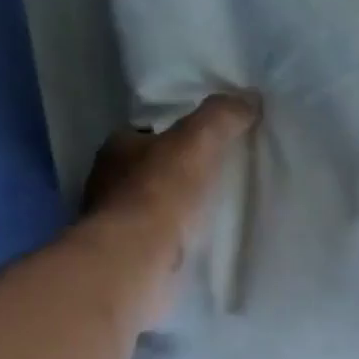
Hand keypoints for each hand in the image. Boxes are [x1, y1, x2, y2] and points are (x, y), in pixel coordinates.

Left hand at [82, 91, 260, 318]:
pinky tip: (197, 248)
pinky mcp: (128, 259)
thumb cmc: (161, 194)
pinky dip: (174, 244)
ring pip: (150, 211)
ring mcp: (115, 225)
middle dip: (175, 177)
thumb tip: (250, 98)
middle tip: (213, 182)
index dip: (174, 138)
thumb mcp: (198, 142)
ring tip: (211, 217)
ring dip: (174, 214)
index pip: (146, 135)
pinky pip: (157, 244)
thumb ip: (221, 117)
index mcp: (117, 149)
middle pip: (147, 173)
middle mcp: (108, 184)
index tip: (203, 147)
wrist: (137, 261)